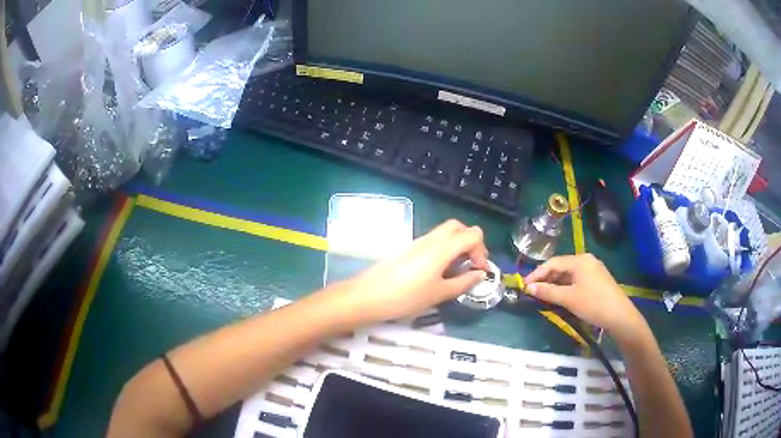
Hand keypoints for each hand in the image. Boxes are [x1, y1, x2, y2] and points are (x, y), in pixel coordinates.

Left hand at [331, 220, 488, 323]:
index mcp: (443, 247)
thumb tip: (480, 275)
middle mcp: (431, 239)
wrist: (368, 295)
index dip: (481, 251)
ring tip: (456, 271)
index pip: (473, 234)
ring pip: (445, 233)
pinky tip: (439, 272)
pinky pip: (433, 241)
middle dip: (471, 243)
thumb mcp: (439, 294)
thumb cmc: (406, 297)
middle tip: (471, 265)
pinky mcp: (408, 248)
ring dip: (457, 246)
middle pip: (459, 228)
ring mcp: (418, 242)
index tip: (478, 271)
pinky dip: (444, 250)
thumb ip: (463, 283)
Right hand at [524, 254, 642, 333]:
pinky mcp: (597, 280)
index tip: (524, 286)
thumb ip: (547, 292)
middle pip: (561, 267)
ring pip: (568, 274)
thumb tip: (528, 288)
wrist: (619, 316)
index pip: (553, 263)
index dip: (537, 274)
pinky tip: (560, 296)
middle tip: (532, 292)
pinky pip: (576, 280)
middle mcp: (586, 260)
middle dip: (546, 279)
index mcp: (579, 260)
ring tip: (543, 296)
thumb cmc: (593, 304)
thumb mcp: (568, 299)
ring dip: (555, 284)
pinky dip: (565, 287)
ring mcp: (593, 270)